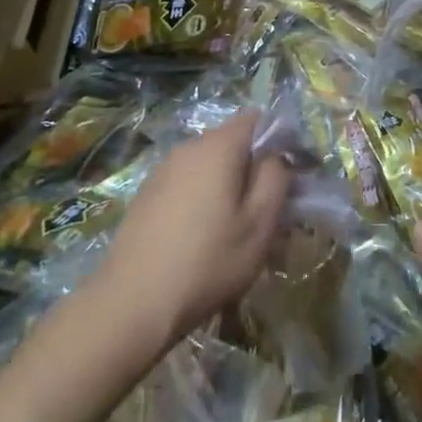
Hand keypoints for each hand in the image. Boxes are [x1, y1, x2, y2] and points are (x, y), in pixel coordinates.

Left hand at [90, 113, 290, 355]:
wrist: (132, 303)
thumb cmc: (207, 261)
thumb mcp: (259, 225)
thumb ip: (276, 179)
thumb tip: (276, 156)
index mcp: (218, 146)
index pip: (257, 119)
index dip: (278, 140)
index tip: (289, 176)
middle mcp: (189, 147)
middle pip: (233, 144)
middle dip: (253, 170)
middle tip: (267, 214)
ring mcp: (163, 170)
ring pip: (209, 168)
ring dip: (228, 189)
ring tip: (236, 234)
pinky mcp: (147, 194)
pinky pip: (187, 185)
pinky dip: (202, 201)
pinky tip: (202, 241)